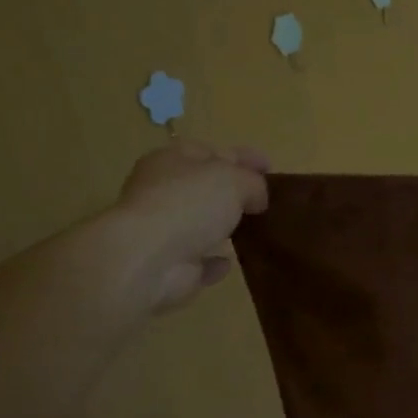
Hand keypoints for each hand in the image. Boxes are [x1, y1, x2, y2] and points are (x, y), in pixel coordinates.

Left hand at [104, 140, 270, 315]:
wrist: (148, 259)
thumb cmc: (189, 204)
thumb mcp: (235, 179)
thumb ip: (254, 183)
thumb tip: (257, 199)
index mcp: (172, 161)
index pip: (211, 151)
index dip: (242, 157)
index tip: (270, 168)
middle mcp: (162, 192)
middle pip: (204, 187)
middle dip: (233, 192)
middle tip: (265, 200)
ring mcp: (162, 230)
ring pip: (199, 223)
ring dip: (222, 226)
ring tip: (254, 229)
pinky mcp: (168, 265)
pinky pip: (197, 260)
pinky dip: (212, 261)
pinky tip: (229, 261)